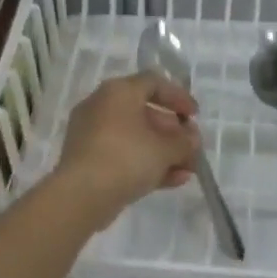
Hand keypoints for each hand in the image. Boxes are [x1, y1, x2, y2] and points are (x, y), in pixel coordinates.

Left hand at [53, 72, 200, 225]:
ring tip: (188, 170)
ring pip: (135, 137)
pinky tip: (172, 181)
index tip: (194, 116)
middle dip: (173, 132)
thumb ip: (184, 142)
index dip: (178, 97)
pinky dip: (146, 163)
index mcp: (118, 91)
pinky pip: (123, 154)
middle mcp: (101, 106)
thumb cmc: (126, 158)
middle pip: (145, 112)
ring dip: (164, 152)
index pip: (154, 82)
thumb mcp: (165, 149)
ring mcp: (91, 133)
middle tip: (192, 148)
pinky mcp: (88, 159)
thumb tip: (192, 140)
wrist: (81, 195)